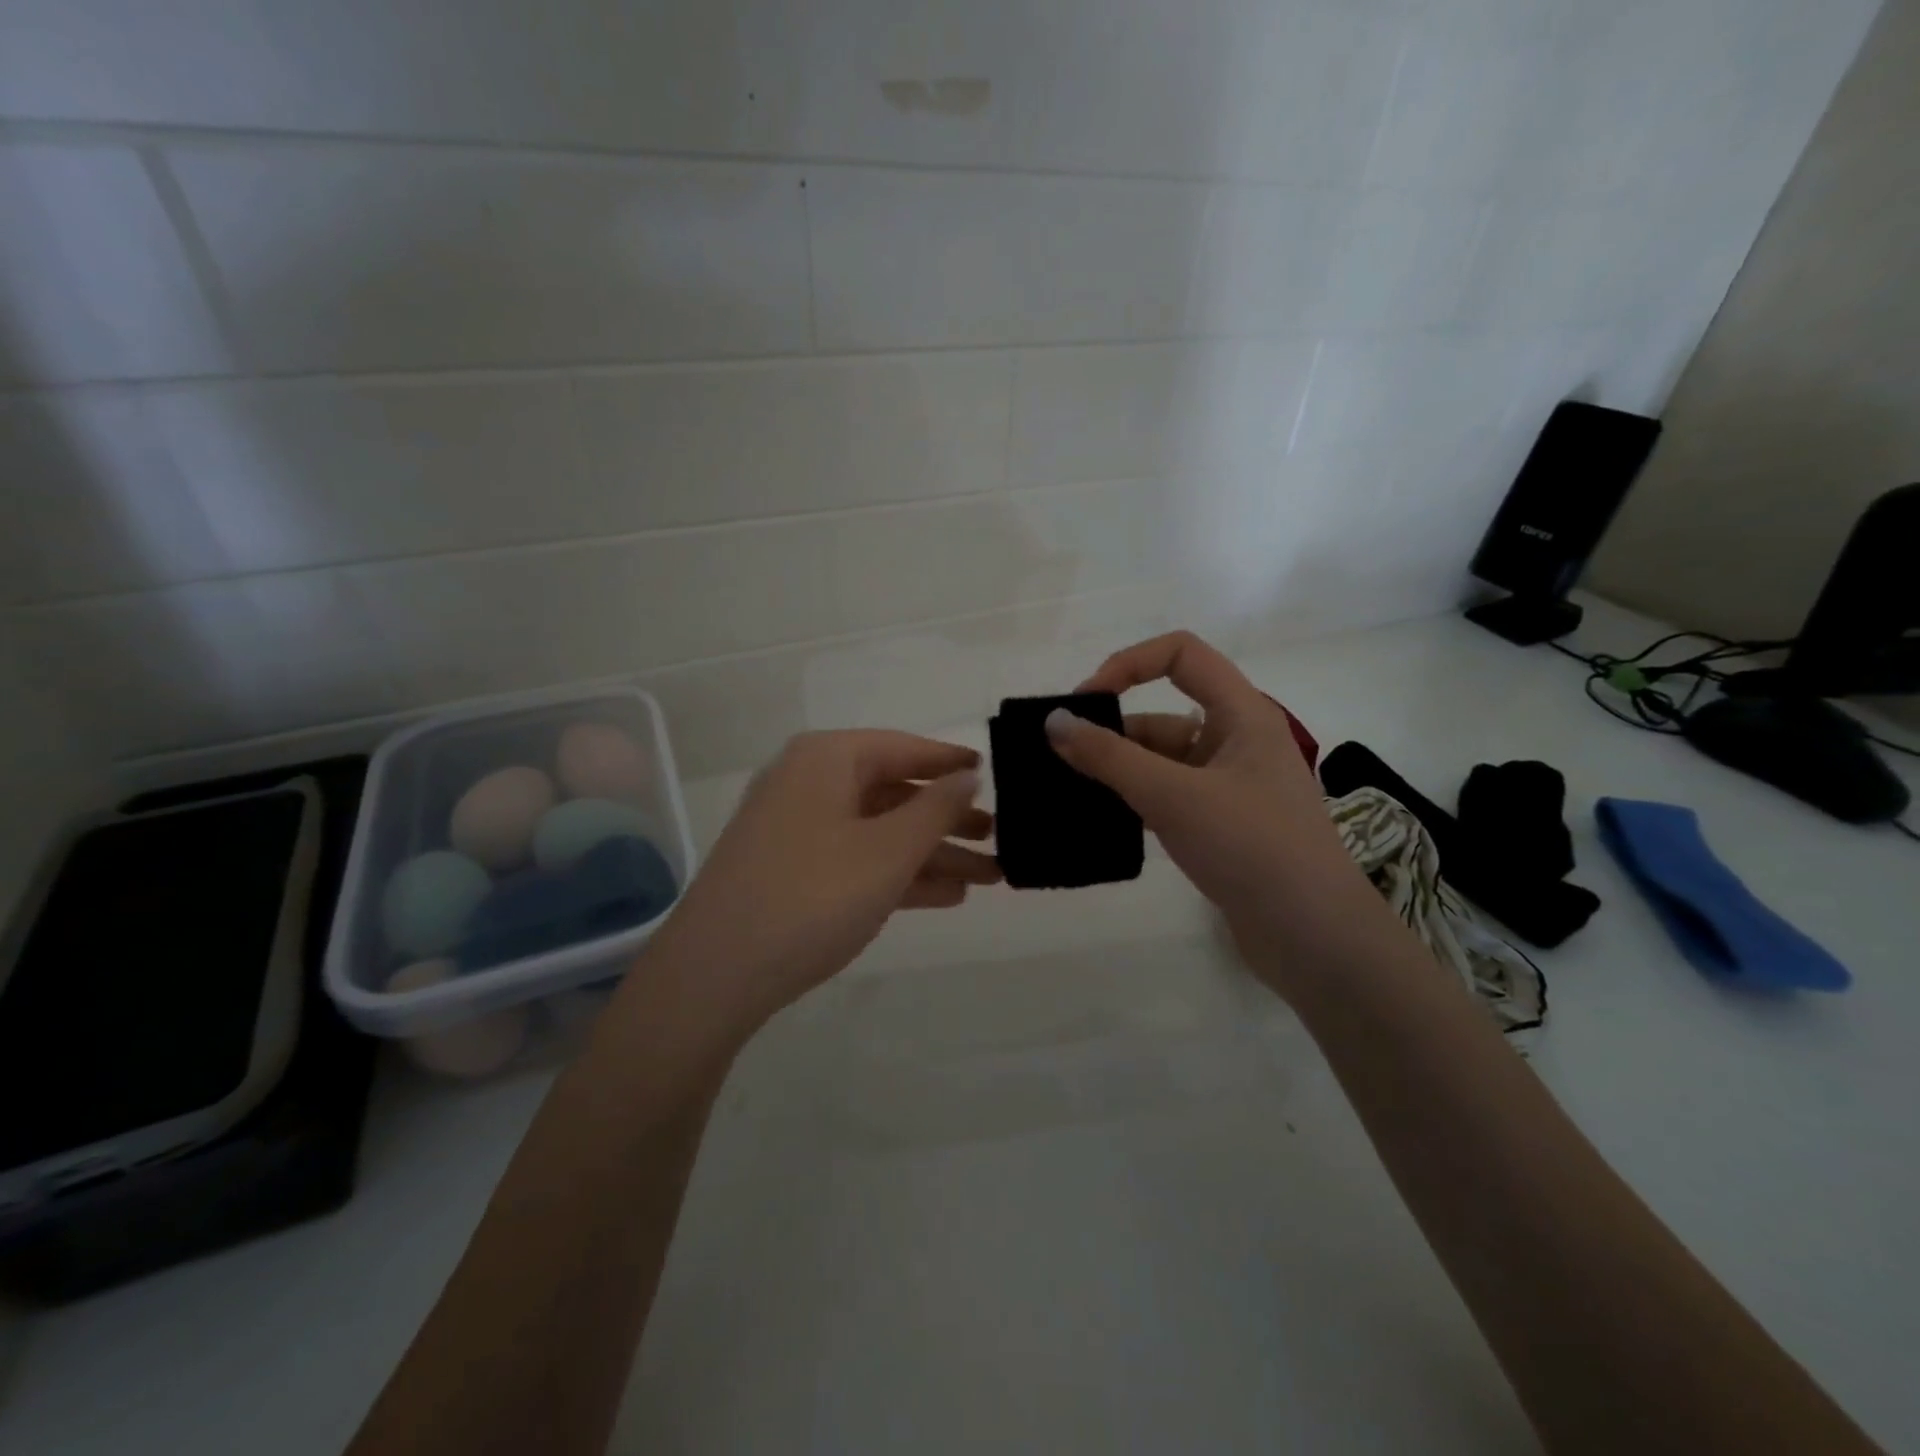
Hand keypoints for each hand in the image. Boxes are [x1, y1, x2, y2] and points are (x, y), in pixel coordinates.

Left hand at [647, 730, 998, 1031]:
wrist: (715, 974)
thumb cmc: (813, 895)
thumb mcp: (888, 851)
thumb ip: (935, 809)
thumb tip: (967, 776)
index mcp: (827, 760)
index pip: (903, 748)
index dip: (949, 762)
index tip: (992, 772)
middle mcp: (809, 784)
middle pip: (894, 792)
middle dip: (948, 819)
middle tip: (1000, 837)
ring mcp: (798, 830)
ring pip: (880, 832)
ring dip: (932, 853)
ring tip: (989, 876)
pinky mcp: (792, 872)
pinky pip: (858, 860)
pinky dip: (899, 874)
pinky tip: (946, 896)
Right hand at [1047, 632, 1401, 994]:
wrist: (1314, 938)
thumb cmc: (1252, 848)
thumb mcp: (1174, 796)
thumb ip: (1109, 757)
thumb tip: (1052, 721)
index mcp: (1242, 714)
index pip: (1182, 654)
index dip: (1129, 663)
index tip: (1085, 701)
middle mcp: (1236, 742)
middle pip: (1163, 713)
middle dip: (1112, 730)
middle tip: (1060, 758)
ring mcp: (1229, 787)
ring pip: (1161, 761)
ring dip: (1117, 770)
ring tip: (1066, 791)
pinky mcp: (1220, 826)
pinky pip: (1166, 796)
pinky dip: (1133, 800)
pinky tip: (1098, 818)